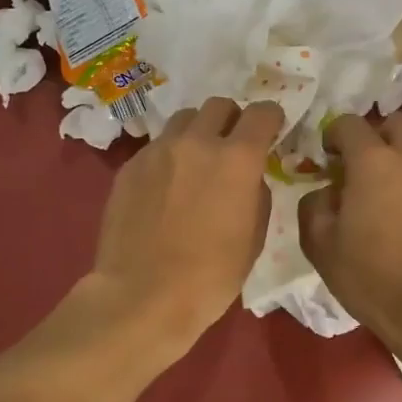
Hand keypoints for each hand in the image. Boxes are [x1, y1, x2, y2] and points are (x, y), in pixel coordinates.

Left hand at [86, 97, 285, 357]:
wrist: (143, 295)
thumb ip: (256, 193)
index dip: (271, 120)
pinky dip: (168, 157)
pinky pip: (156, 147)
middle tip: (230, 147)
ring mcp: (158, 150)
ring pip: (183, 120)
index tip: (271, 133)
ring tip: (194, 163)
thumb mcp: (254, 237)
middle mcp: (197, 141)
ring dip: (196, 133)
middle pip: (219, 105)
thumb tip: (248, 178)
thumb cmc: (211, 276)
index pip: (263, 112)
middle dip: (231, 120)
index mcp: (237, 158)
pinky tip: (164, 188)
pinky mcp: (130, 166)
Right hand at [299, 113, 401, 357]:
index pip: (350, 123)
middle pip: (399, 122)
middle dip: (379, 134)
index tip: (327, 157)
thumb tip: (325, 193)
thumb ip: (314, 207)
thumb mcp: (321, 246)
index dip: (333, 135)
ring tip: (387, 200)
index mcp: (374, 162)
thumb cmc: (373, 277)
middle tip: (363, 165)